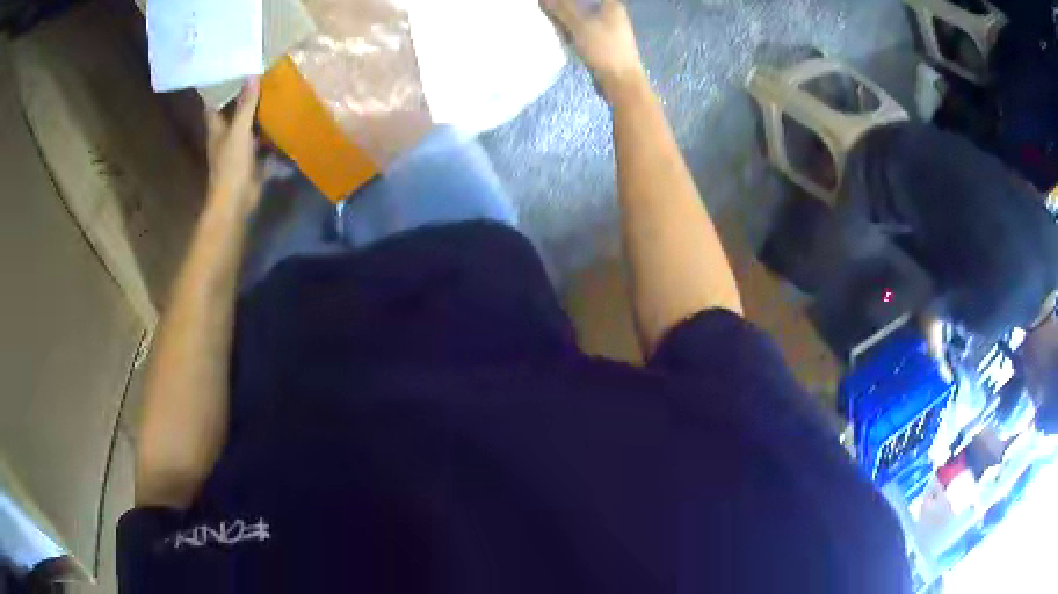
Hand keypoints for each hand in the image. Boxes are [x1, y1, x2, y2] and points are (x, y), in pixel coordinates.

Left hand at [205, 78, 262, 214]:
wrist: (236, 202)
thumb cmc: (231, 166)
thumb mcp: (239, 131)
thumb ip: (245, 105)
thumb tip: (252, 74)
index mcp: (217, 129)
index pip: (214, 104)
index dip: (220, 88)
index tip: (232, 70)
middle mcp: (225, 137)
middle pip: (233, 113)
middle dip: (244, 98)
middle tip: (260, 75)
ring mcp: (238, 150)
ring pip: (248, 126)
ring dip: (258, 114)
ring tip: (275, 92)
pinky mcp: (252, 161)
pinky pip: (261, 142)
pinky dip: (270, 133)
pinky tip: (283, 121)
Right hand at [540, 0, 646, 97]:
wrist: (620, 82)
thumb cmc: (603, 49)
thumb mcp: (579, 25)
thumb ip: (561, 8)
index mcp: (611, 5)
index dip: (568, 0)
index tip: (553, 3)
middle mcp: (613, 15)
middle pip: (584, 4)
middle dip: (565, 7)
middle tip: (548, 11)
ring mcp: (609, 30)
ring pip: (582, 18)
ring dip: (566, 20)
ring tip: (552, 24)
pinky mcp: (604, 44)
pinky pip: (583, 32)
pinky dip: (572, 33)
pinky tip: (562, 37)